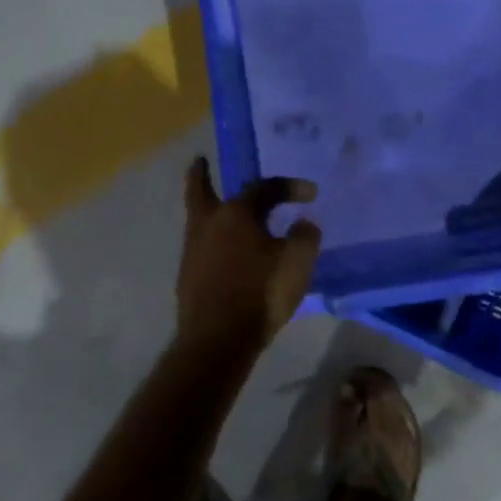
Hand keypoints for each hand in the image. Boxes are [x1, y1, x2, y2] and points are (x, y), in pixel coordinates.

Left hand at [176, 157, 322, 351]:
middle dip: (201, 176)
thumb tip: (303, 223)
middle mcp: (208, 225)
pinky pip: (202, 248)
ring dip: (209, 210)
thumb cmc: (261, 292)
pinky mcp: (189, 278)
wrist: (218, 338)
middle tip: (199, 162)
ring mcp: (193, 252)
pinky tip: (227, 252)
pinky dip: (214, 241)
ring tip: (223, 211)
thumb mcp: (297, 261)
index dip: (290, 187)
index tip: (312, 194)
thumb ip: (304, 236)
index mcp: (236, 213)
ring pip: (200, 220)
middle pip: (201, 192)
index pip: (264, 188)